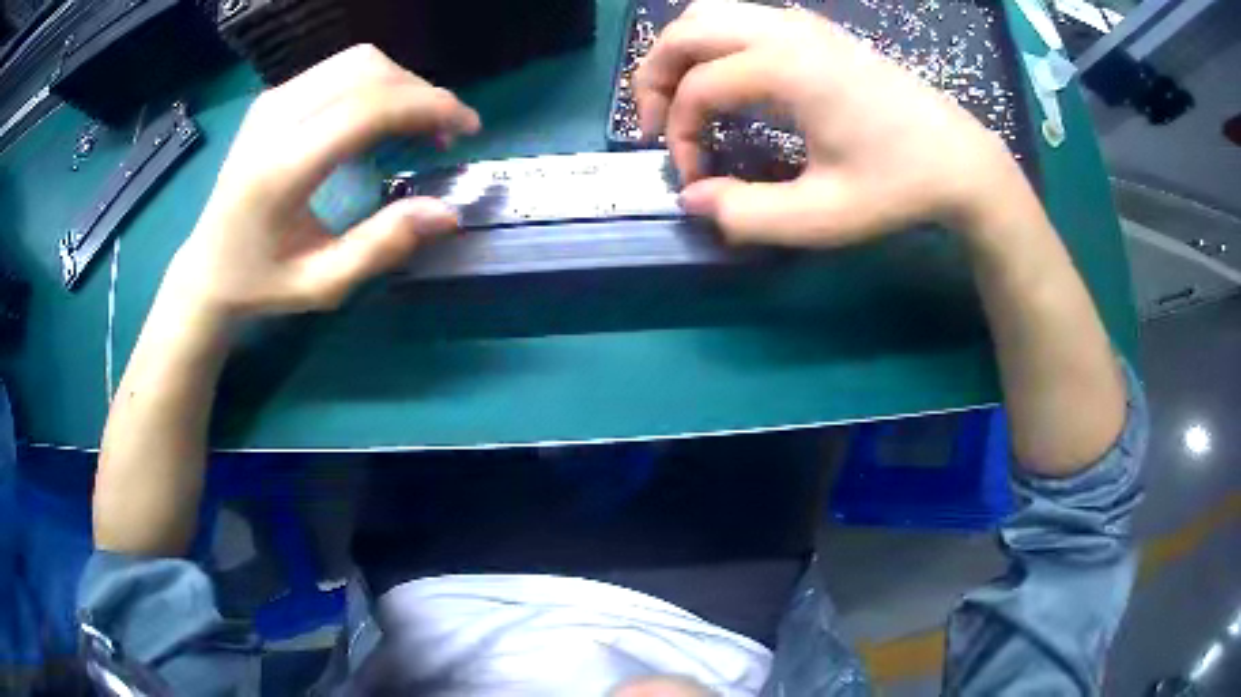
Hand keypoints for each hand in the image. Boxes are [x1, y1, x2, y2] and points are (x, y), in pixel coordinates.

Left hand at [166, 44, 480, 320]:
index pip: (367, 108)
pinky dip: (376, 83)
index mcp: (282, 168)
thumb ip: (382, 246)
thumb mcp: (322, 284)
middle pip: (368, 71)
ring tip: (419, 124)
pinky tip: (383, 116)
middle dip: (421, 93)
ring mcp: (272, 101)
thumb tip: (447, 213)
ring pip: (357, 61)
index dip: (428, 107)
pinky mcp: (273, 97)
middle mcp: (275, 119)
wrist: (206, 266)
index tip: (467, 128)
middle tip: (446, 132)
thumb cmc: (261, 283)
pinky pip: (339, 68)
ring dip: (401, 84)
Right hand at [633, 0, 1025, 245]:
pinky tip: (730, 84)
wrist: (960, 160)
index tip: (697, 181)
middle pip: (686, 30)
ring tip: (683, 102)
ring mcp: (802, 24)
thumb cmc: (897, 187)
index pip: (697, 89)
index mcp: (785, 68)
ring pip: (709, 15)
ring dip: (682, 55)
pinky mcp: (816, 31)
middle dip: (656, 77)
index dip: (680, 137)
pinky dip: (714, 46)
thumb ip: (747, 213)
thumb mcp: (823, 216)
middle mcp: (785, 31)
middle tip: (657, 127)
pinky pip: (741, 20)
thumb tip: (693, 200)